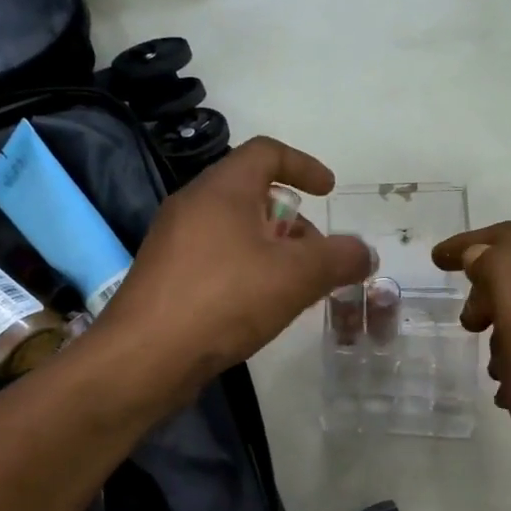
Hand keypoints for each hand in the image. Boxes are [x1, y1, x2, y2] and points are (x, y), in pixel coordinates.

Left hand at [95, 137, 373, 399]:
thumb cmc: (224, 300)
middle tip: (318, 258)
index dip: (304, 165)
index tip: (328, 191)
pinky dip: (247, 271)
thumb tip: (365, 253)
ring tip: (295, 290)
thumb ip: (339, 258)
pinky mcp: (166, 276)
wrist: (145, 358)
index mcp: (222, 189)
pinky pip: (217, 259)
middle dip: (294, 223)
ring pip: (236, 231)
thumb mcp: (297, 276)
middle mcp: (193, 205)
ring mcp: (174, 242)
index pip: (267, 153)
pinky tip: (260, 309)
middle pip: (254, 195)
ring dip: (273, 251)